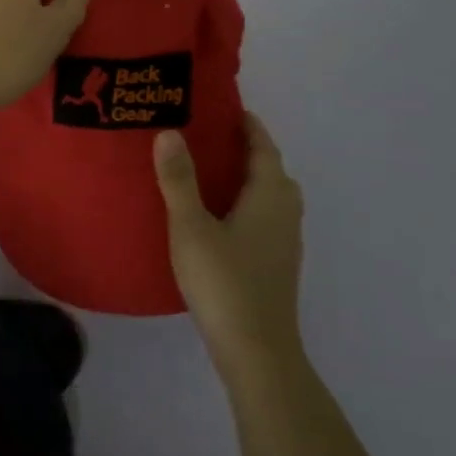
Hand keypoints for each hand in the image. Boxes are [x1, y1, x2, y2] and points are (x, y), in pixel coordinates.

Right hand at [154, 113, 305, 382]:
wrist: (256, 348)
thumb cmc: (223, 281)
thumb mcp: (191, 226)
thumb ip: (178, 180)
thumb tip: (169, 131)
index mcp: (269, 196)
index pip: (263, 147)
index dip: (248, 125)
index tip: (226, 107)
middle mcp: (286, 212)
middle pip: (271, 170)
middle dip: (246, 150)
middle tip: (210, 137)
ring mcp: (285, 241)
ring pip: (270, 196)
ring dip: (247, 178)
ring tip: (210, 172)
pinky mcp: (277, 263)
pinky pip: (265, 217)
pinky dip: (247, 203)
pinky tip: (218, 217)